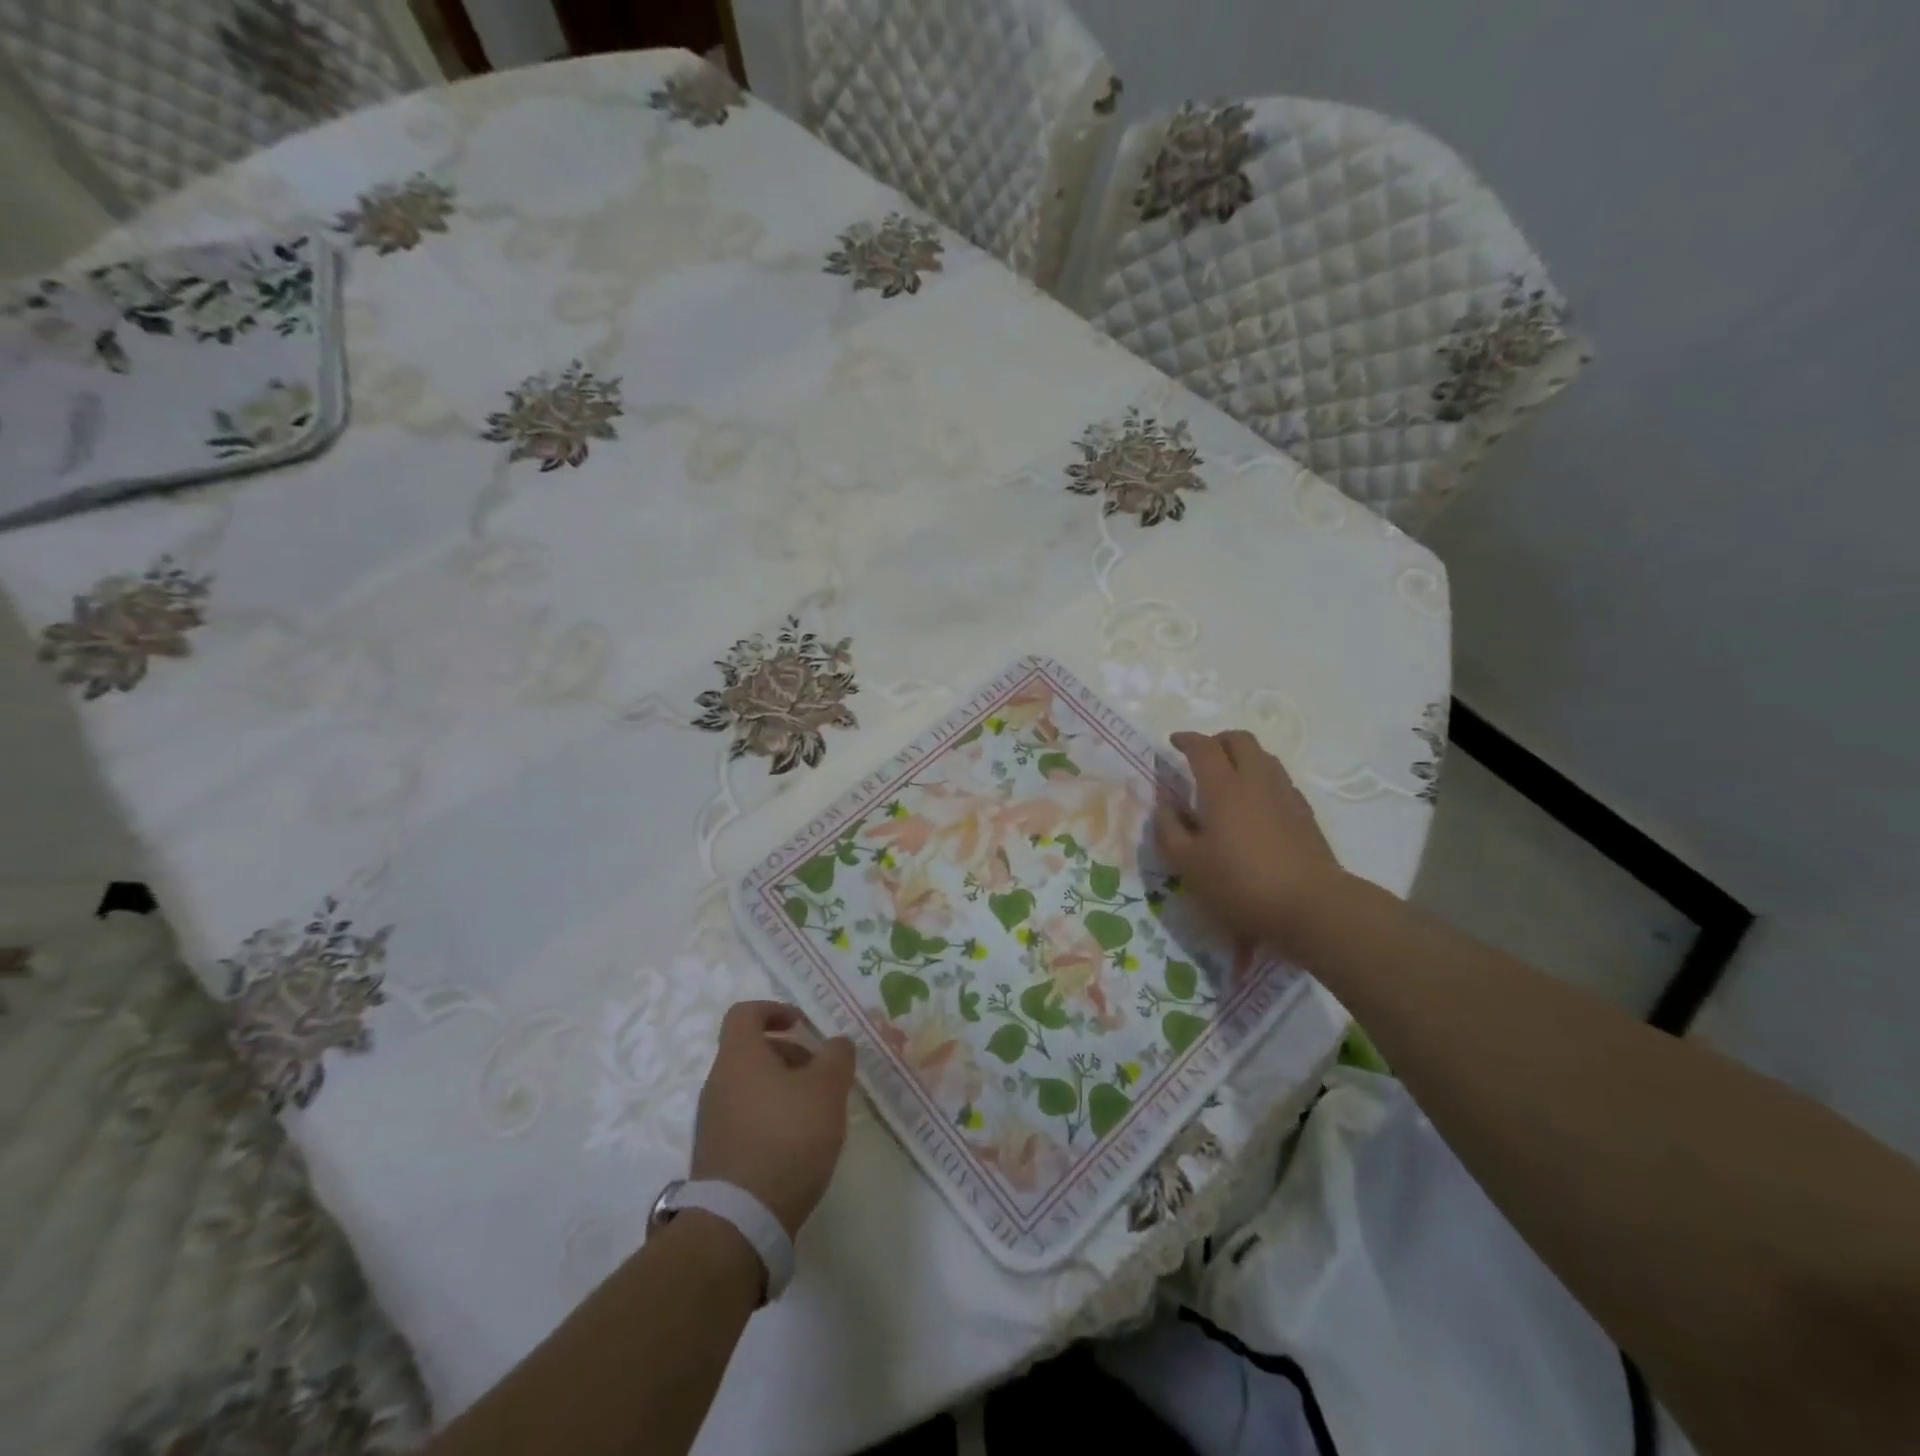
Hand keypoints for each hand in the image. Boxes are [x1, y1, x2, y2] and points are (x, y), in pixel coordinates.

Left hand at [692, 1001, 855, 1236]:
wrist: (739, 1221)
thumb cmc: (787, 1138)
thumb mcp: (827, 1089)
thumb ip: (837, 1057)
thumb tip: (837, 1043)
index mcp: (739, 1057)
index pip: (745, 1014)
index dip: (774, 1010)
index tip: (802, 1024)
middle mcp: (718, 1083)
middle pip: (751, 1052)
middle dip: (789, 1055)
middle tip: (821, 1075)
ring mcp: (712, 1122)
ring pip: (750, 1087)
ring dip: (783, 1088)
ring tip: (816, 1113)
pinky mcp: (716, 1156)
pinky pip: (745, 1119)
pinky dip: (771, 1118)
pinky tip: (798, 1145)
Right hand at [1153, 730, 1344, 958]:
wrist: (1311, 905)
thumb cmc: (1240, 884)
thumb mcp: (1188, 863)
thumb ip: (1169, 828)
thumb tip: (1164, 802)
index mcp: (1222, 788)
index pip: (1203, 747)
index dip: (1186, 740)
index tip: (1173, 742)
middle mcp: (1256, 780)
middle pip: (1240, 740)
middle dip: (1217, 740)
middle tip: (1202, 757)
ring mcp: (1285, 794)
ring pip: (1263, 757)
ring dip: (1242, 757)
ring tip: (1227, 779)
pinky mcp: (1304, 813)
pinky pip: (1279, 779)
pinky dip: (1260, 779)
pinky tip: (1254, 805)